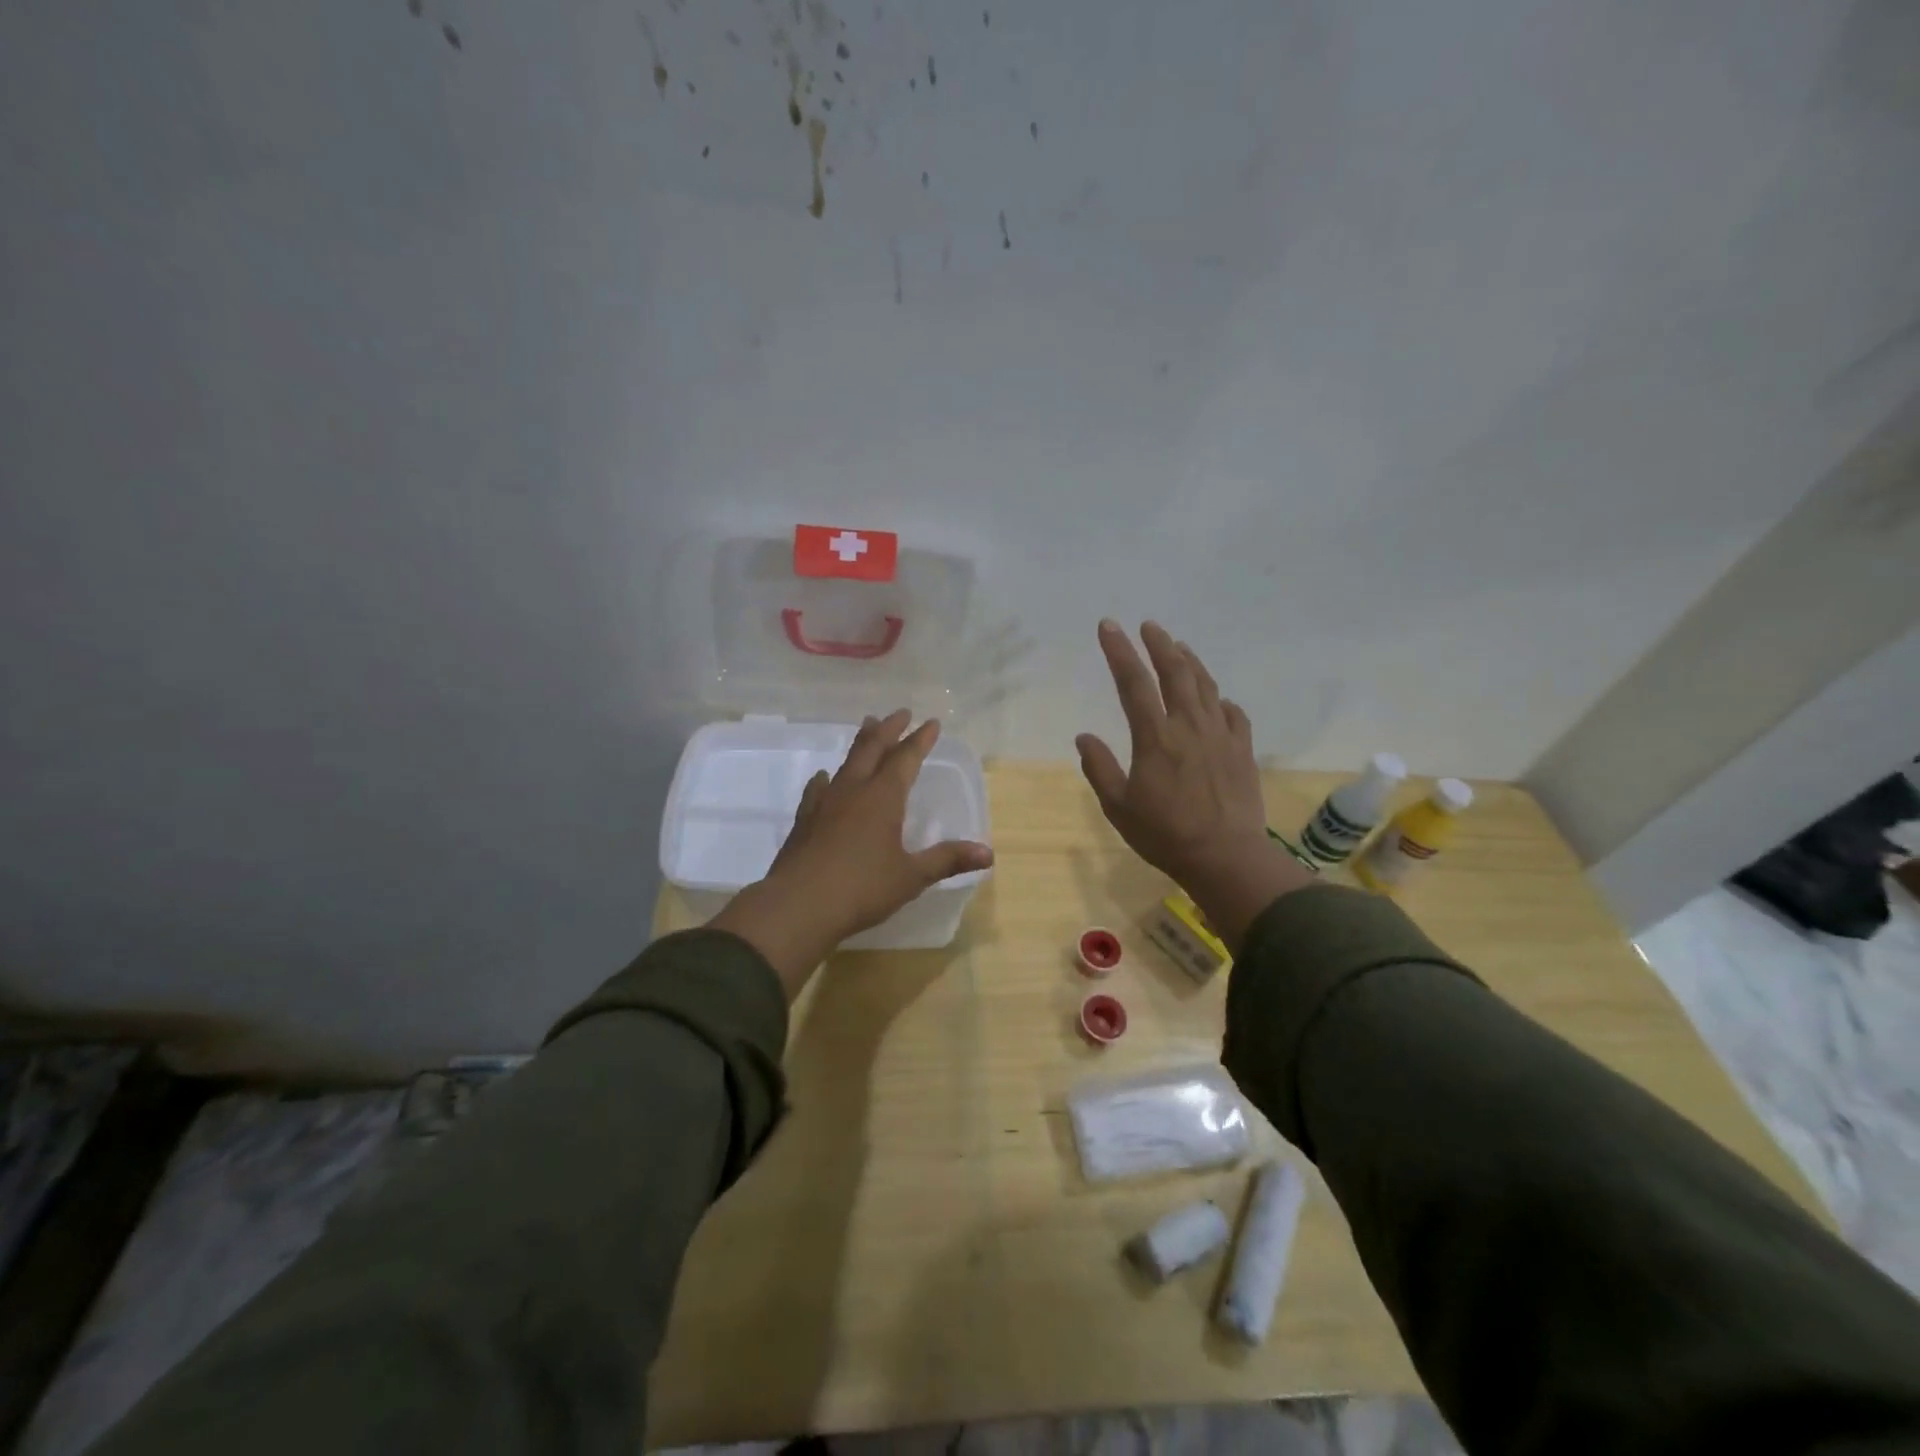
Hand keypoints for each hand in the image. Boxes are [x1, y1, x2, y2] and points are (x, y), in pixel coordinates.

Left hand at [711, 710, 993, 998]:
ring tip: (867, 727)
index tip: (931, 722)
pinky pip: (818, 789)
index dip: (920, 740)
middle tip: (901, 712)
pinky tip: (824, 778)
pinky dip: (827, 779)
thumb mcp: (911, 877)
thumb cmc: (862, 888)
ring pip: (846, 762)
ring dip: (861, 743)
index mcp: (883, 798)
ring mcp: (825, 803)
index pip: (906, 759)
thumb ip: (947, 860)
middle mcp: (854, 790)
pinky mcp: (805, 820)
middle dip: (889, 729)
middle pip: (873, 749)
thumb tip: (988, 853)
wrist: (798, 906)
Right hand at [1076, 620, 1311, 948]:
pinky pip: (1233, 714)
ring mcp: (1220, 735)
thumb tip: (1083, 737)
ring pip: (1206, 686)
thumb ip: (1099, 768)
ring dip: (1190, 662)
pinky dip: (1220, 700)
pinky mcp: (1242, 750)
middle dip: (1159, 644)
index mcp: (1155, 737)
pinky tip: (1217, 700)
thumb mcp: (1118, 807)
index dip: (1119, 651)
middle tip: (1149, 626)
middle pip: (1175, 672)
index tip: (1109, 626)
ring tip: (1179, 647)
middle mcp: (1189, 726)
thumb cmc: (1164, 834)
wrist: (1225, 857)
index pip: (1133, 683)